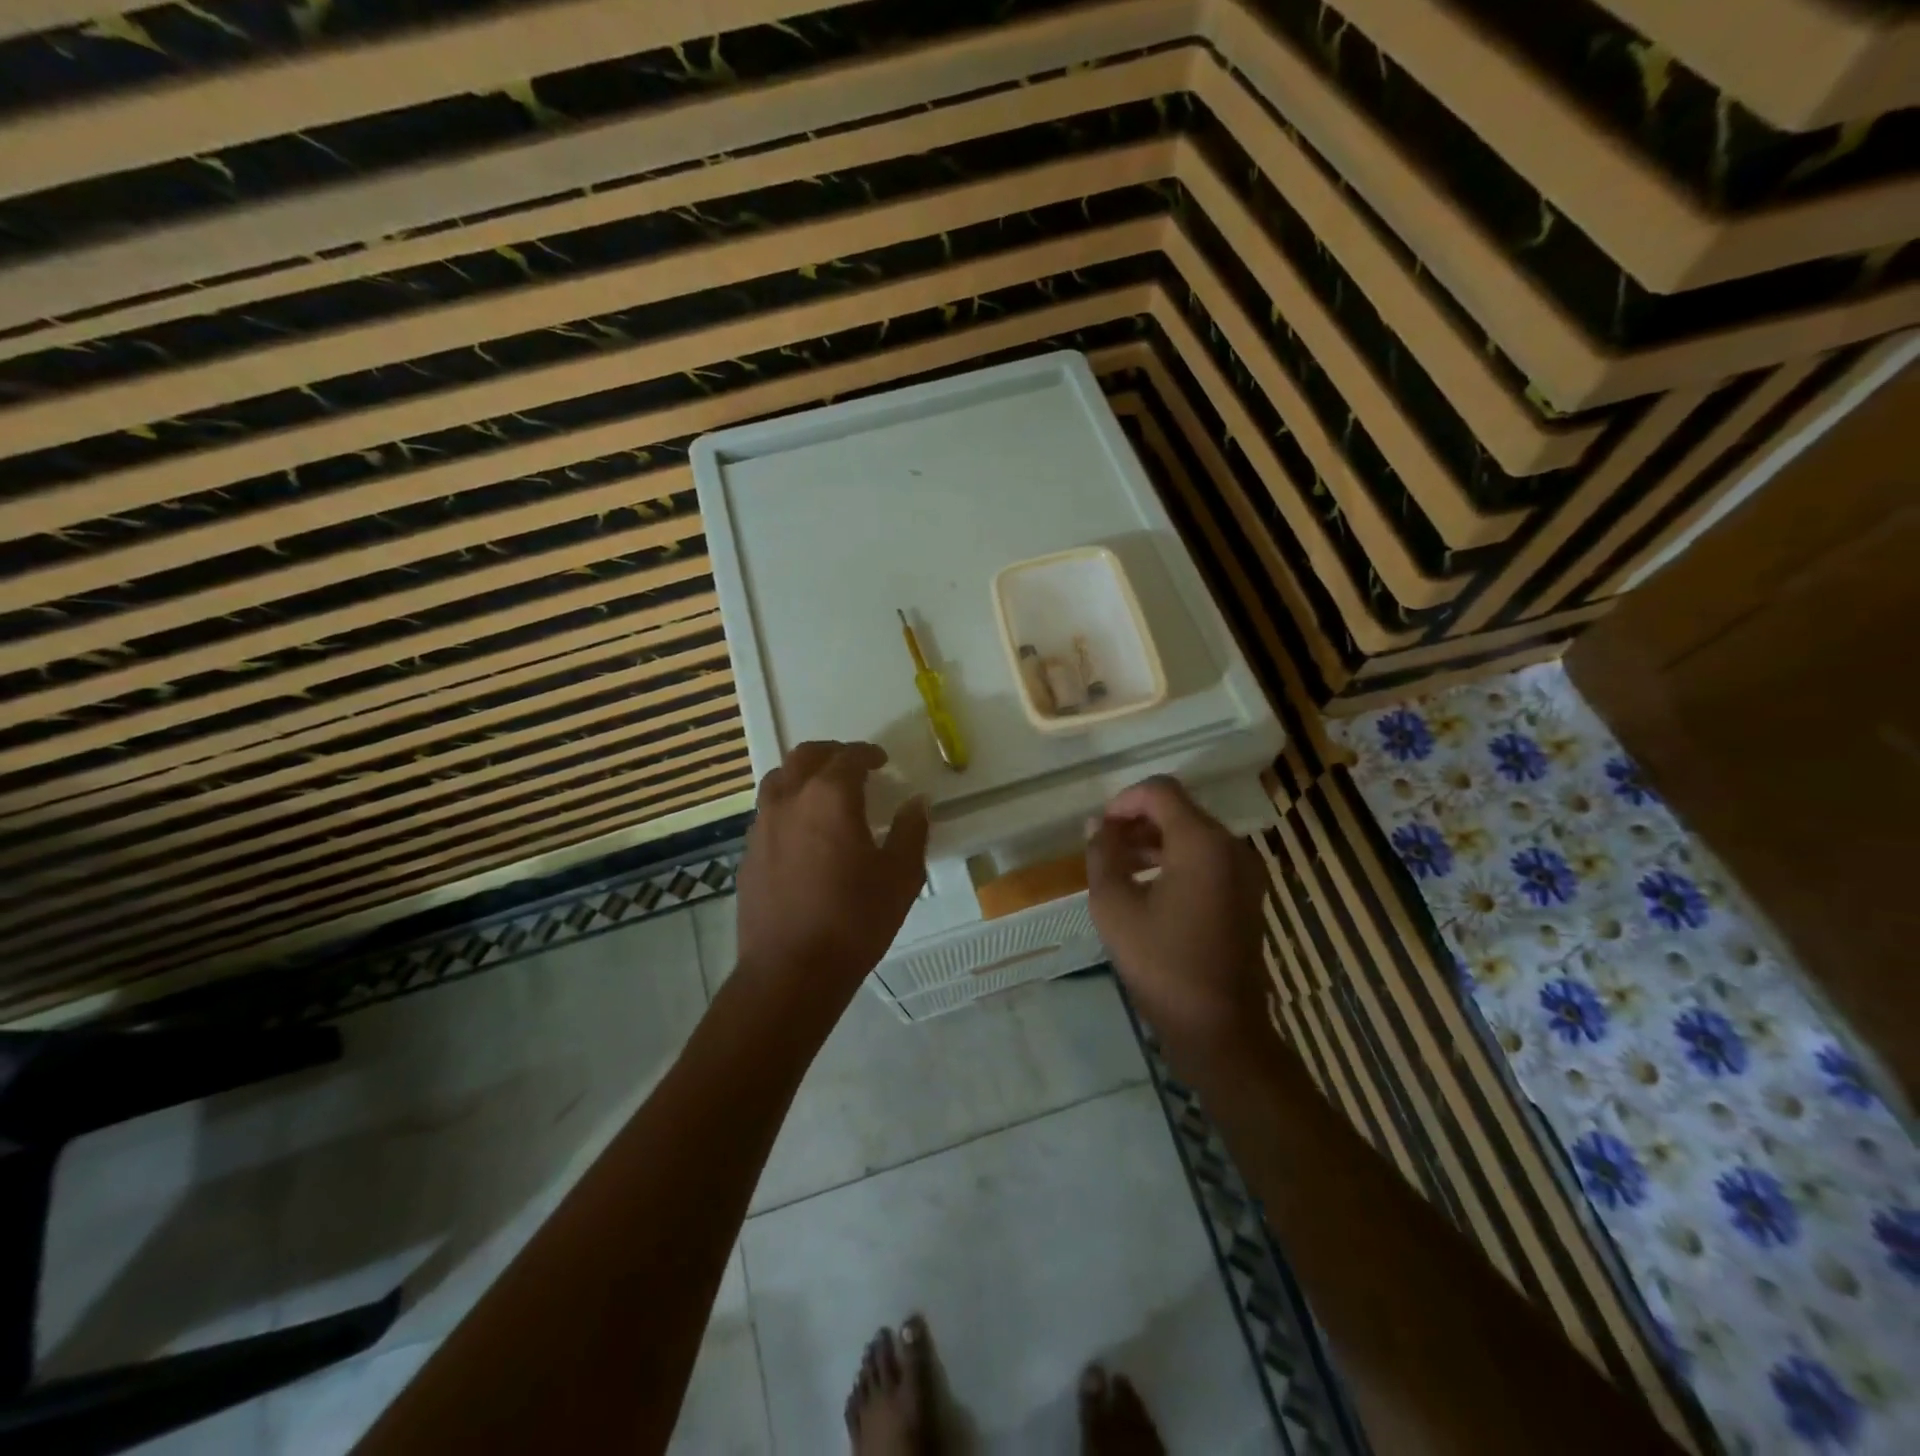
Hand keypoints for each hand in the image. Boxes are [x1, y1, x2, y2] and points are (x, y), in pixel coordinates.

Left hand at [735, 741, 929, 1006]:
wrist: (791, 970)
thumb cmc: (854, 920)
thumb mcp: (900, 876)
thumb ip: (911, 831)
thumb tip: (917, 802)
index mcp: (830, 797)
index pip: (848, 757)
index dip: (867, 753)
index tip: (881, 760)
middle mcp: (790, 800)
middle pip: (805, 756)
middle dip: (831, 753)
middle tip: (852, 766)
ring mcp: (762, 826)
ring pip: (778, 779)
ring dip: (803, 774)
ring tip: (824, 792)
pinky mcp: (748, 853)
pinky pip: (767, 812)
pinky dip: (788, 805)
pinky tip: (803, 832)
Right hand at [1085, 776, 1269, 1055]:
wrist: (1219, 1028)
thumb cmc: (1162, 964)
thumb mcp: (1114, 907)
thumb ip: (1102, 856)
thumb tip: (1098, 826)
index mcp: (1202, 843)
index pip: (1161, 792)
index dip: (1124, 800)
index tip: (1100, 830)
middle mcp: (1231, 847)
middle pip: (1179, 811)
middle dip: (1137, 822)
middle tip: (1104, 849)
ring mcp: (1245, 872)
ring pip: (1193, 835)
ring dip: (1154, 842)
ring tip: (1119, 868)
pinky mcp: (1246, 895)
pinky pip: (1207, 859)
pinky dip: (1175, 861)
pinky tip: (1147, 888)